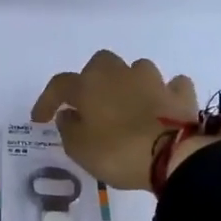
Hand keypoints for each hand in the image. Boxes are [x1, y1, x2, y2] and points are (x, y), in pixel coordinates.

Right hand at [32, 51, 205, 190]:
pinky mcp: (180, 94)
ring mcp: (153, 81)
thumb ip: (68, 128)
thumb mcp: (79, 149)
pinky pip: (171, 86)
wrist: (173, 157)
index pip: (59, 85)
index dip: (47, 101)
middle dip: (94, 80)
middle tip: (91, 104)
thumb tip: (69, 114)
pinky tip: (162, 106)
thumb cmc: (117, 152)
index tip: (40, 120)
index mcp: (89, 85)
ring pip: (136, 70)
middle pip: (101, 64)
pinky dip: (165, 94)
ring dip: (130, 84)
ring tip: (129, 106)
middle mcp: (119, 74)